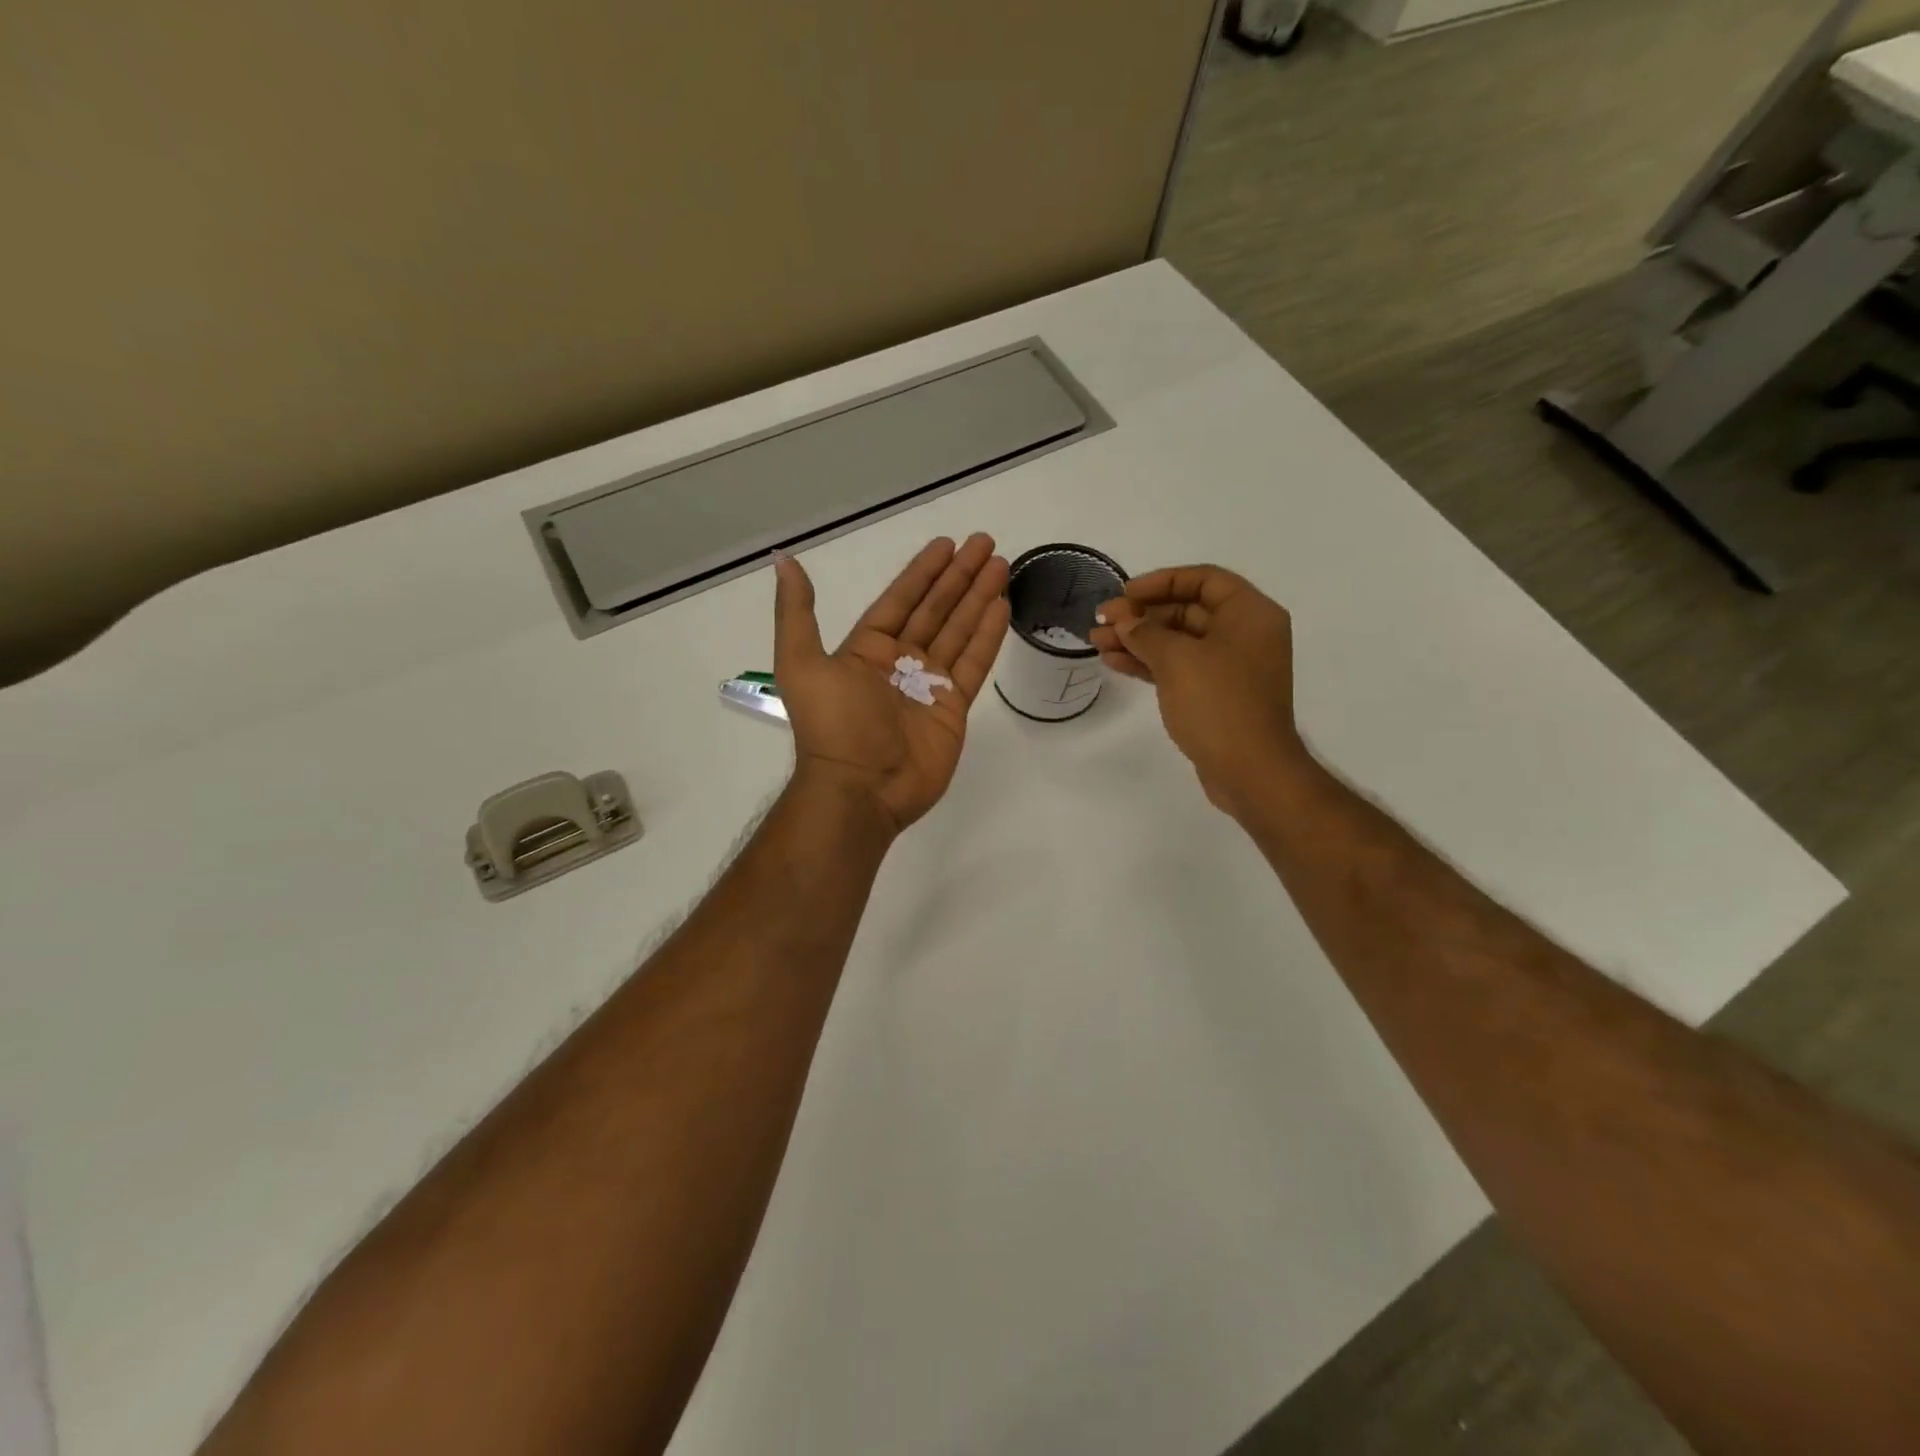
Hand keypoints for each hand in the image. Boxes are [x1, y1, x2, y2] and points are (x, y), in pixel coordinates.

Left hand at [773, 534, 1010, 833]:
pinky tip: (1002, 607)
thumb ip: (797, 612)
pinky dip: (988, 636)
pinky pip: (974, 664)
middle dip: (960, 576)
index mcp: (866, 650)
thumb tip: (785, 560)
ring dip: (979, 598)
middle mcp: (900, 662)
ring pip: (960, 631)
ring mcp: (930, 685)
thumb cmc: (833, 725)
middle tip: (987, 544)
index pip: (901, 600)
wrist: (860, 788)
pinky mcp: (954, 708)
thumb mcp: (800, 663)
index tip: (948, 544)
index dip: (923, 572)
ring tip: (1002, 566)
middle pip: (936, 609)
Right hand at [1088, 565, 1308, 819]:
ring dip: (1137, 640)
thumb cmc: (1219, 705)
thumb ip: (1146, 633)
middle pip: (1187, 610)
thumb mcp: (1177, 660)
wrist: (1250, 772)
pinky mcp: (1216, 695)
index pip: (1204, 579)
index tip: (1125, 593)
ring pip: (1177, 642)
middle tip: (1101, 621)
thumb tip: (1124, 622)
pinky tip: (1115, 662)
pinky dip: (1149, 663)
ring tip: (1096, 642)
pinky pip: (1179, 668)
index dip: (1161, 581)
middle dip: (1141, 615)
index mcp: (1250, 614)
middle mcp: (1244, 634)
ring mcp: (1230, 667)